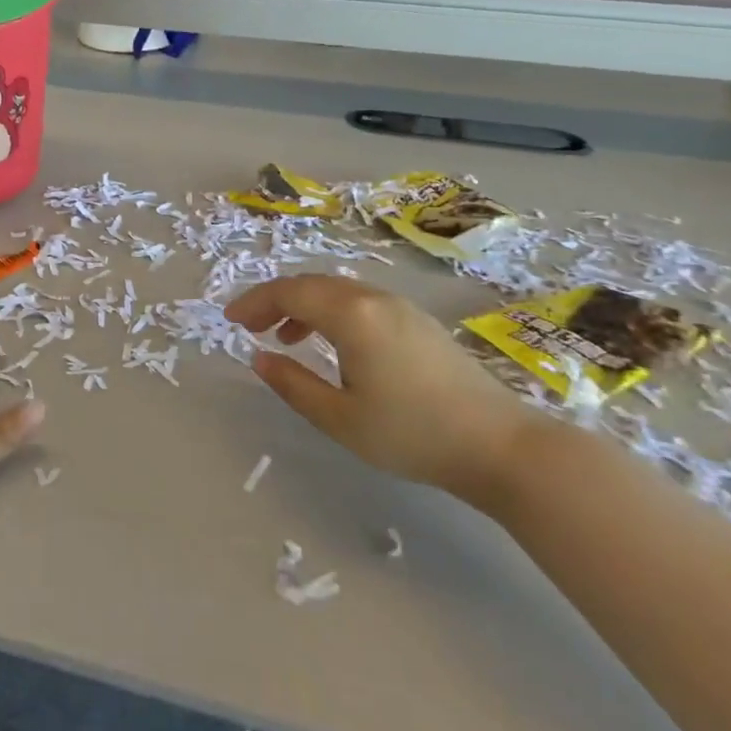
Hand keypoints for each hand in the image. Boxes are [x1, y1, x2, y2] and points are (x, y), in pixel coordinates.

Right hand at [225, 276, 536, 504]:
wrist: (501, 446)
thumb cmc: (412, 433)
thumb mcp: (339, 418)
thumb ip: (292, 384)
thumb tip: (259, 358)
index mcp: (352, 315)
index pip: (289, 293)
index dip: (254, 302)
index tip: (229, 321)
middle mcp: (374, 299)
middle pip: (311, 284)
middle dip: (275, 300)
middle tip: (249, 326)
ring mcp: (401, 307)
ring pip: (337, 291)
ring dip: (304, 306)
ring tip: (285, 338)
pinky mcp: (418, 322)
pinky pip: (360, 302)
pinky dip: (331, 313)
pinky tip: (332, 345)